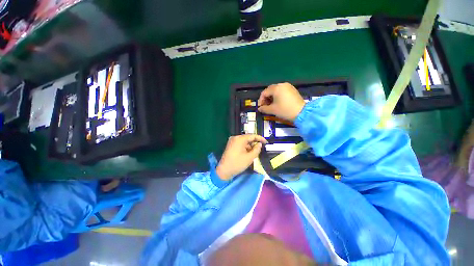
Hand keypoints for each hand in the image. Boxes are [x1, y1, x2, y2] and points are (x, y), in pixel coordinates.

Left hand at [216, 135, 267, 179]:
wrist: (224, 170)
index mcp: (239, 139)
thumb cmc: (237, 164)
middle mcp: (235, 138)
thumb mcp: (250, 157)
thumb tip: (259, 144)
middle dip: (254, 143)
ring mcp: (232, 141)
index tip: (266, 142)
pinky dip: (245, 148)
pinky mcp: (231, 145)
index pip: (252, 136)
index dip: (260, 138)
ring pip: (244, 142)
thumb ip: (257, 149)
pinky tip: (248, 154)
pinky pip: (240, 144)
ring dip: (250, 146)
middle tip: (260, 149)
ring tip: (254, 153)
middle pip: (248, 138)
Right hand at [257, 82, 305, 121]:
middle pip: (270, 90)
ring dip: (272, 97)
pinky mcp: (293, 90)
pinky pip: (282, 91)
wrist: (301, 113)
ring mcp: (288, 86)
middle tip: (265, 106)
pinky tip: (278, 102)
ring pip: (276, 90)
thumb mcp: (272, 110)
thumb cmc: (285, 110)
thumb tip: (259, 108)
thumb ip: (264, 109)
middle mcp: (282, 85)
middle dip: (266, 98)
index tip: (260, 107)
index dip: (261, 100)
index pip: (264, 92)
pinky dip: (278, 96)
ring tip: (271, 105)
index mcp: (276, 88)